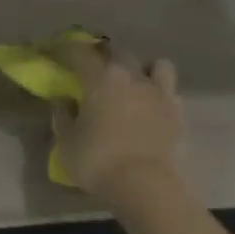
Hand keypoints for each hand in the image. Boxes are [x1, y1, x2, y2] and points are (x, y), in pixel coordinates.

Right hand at [49, 37, 183, 202]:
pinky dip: (160, 94)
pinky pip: (170, 92)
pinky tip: (152, 107)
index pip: (80, 54)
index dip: (66, 49)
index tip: (57, 50)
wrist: (145, 184)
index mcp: (101, 80)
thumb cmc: (97, 161)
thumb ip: (63, 117)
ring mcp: (160, 93)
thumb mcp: (67, 143)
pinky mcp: (178, 112)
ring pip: (156, 64)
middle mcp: (133, 77)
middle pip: (120, 53)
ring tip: (135, 83)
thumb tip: (63, 100)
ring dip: (143, 69)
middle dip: (106, 56)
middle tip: (96, 68)